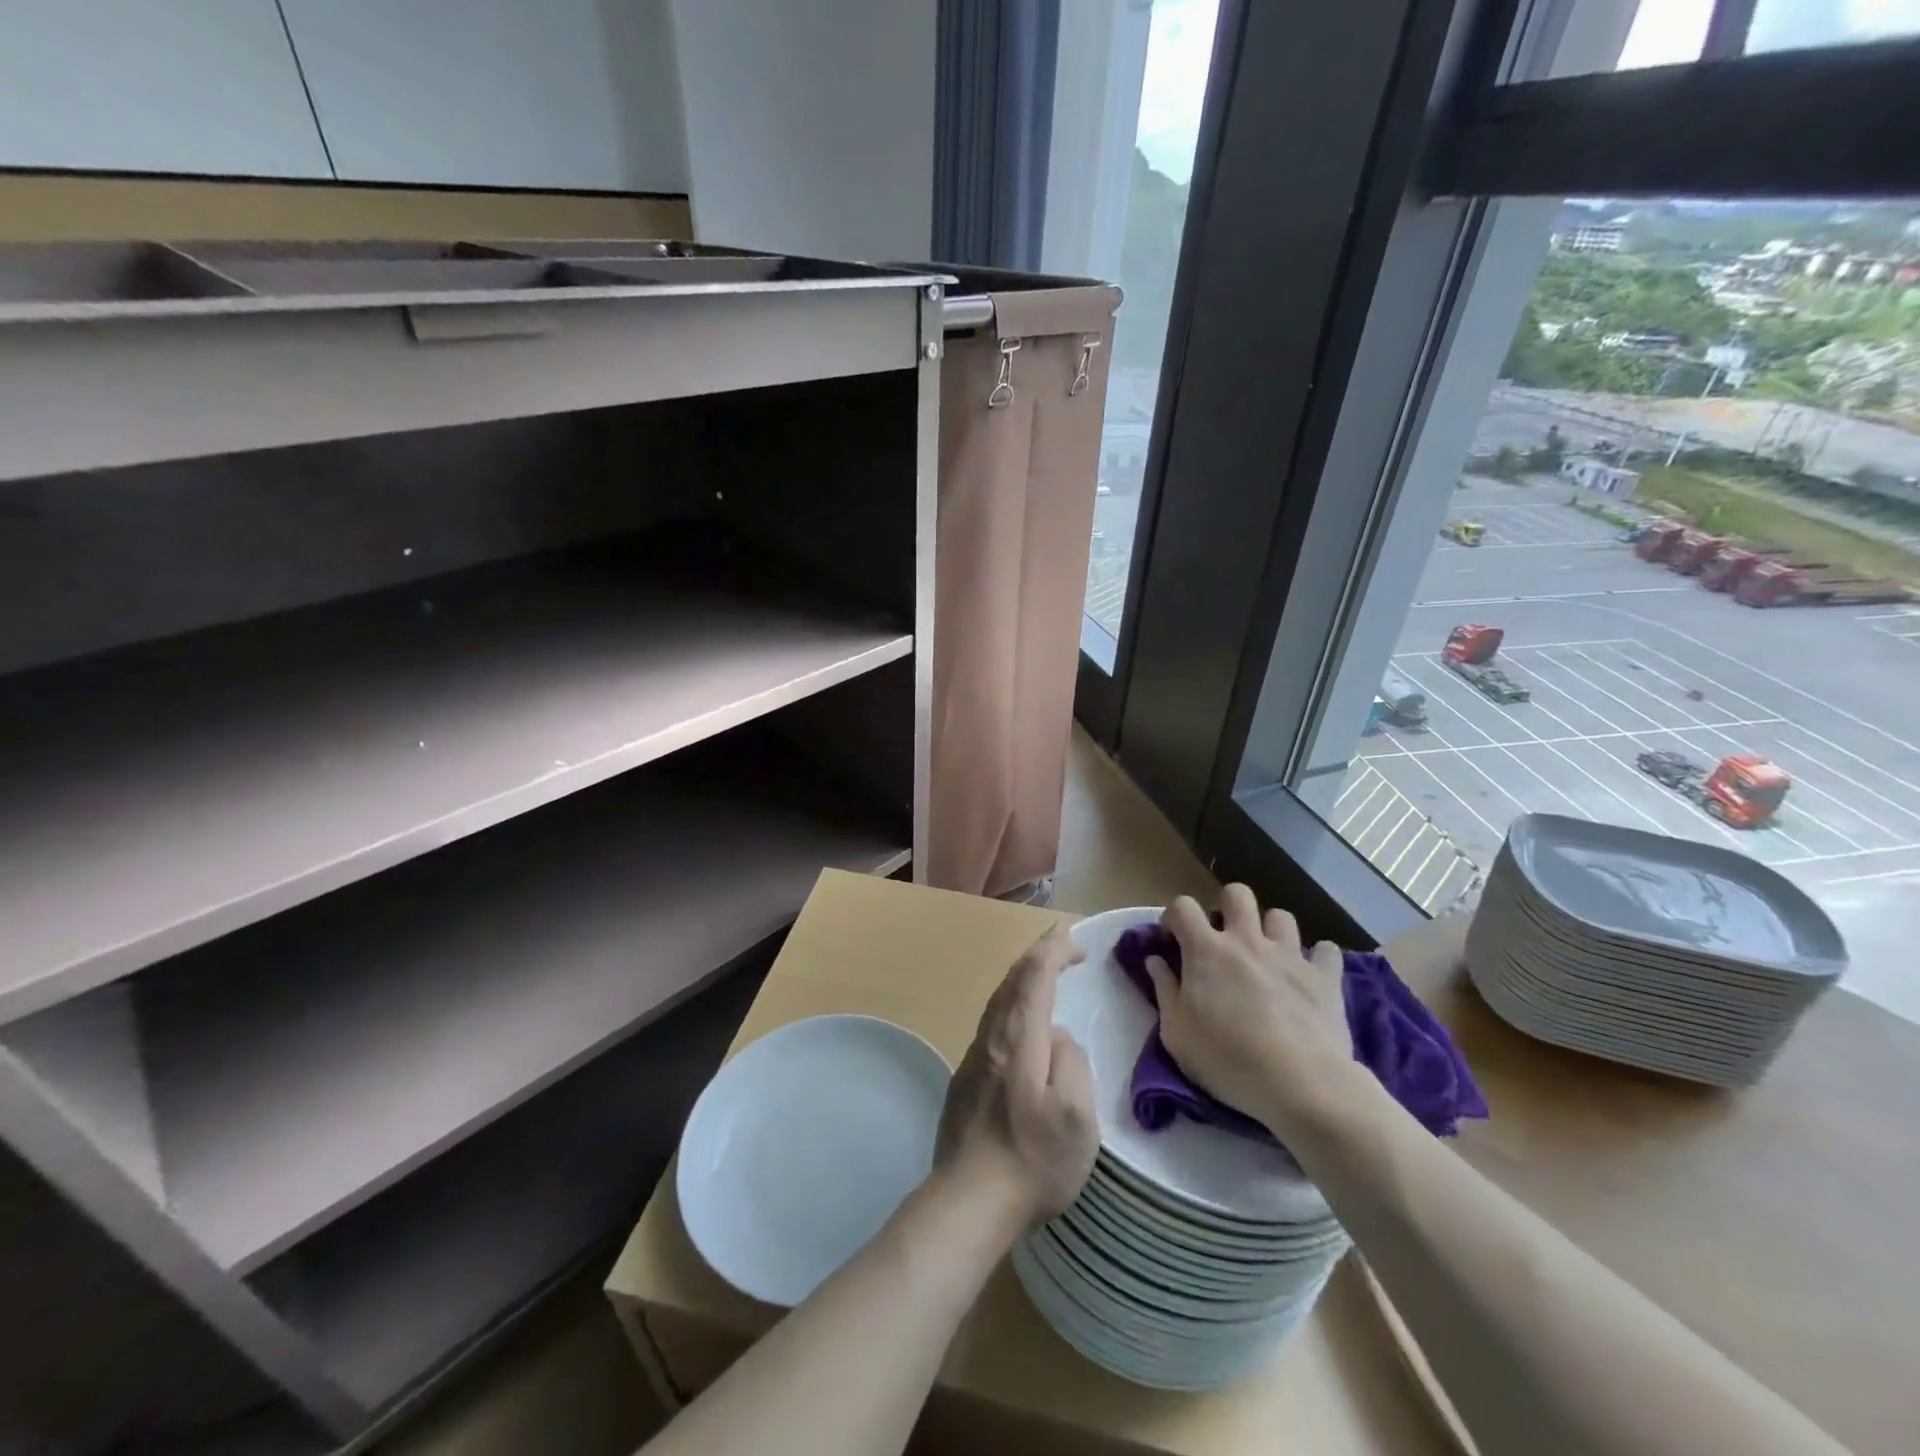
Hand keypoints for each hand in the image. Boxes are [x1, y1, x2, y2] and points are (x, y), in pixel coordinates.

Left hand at [934, 924, 1098, 1228]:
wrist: (968, 1201)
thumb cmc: (1033, 1159)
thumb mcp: (1076, 1115)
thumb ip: (1071, 1061)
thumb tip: (1056, 1037)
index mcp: (1018, 1038)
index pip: (1034, 976)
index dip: (1053, 949)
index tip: (1073, 935)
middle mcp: (991, 1037)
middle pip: (1012, 980)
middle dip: (1038, 954)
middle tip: (1062, 941)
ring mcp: (974, 1058)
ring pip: (998, 1001)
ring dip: (1022, 978)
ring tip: (1043, 970)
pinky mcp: (965, 1080)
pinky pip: (992, 1023)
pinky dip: (1012, 1004)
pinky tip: (1020, 1021)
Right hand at [1144, 886, 1353, 1139]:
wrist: (1301, 1084)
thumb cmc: (1227, 1060)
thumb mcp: (1177, 1034)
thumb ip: (1164, 990)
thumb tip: (1155, 961)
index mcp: (1206, 951)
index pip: (1182, 906)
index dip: (1174, 916)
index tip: (1174, 939)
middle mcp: (1247, 941)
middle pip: (1237, 894)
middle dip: (1228, 907)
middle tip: (1224, 939)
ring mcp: (1289, 955)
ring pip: (1281, 916)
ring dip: (1271, 931)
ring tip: (1268, 957)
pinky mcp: (1325, 977)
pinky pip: (1327, 950)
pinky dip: (1318, 958)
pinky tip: (1311, 975)